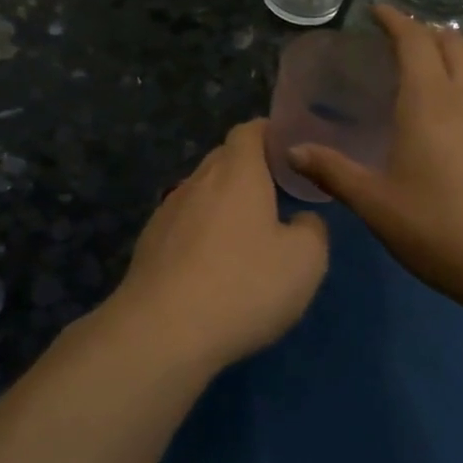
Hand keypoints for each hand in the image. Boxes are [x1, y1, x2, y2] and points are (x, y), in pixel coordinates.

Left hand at [110, 120, 328, 372]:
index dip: (269, 133)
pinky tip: (212, 263)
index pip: (249, 131)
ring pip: (202, 191)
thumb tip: (302, 220)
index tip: (288, 148)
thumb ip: (313, 230)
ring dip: (223, 201)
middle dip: (249, 167)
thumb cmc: (244, 285)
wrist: (162, 331)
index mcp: (237, 172)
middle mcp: (198, 181)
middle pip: (224, 158)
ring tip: (246, 230)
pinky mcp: (149, 243)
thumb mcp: (305, 262)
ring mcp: (168, 211)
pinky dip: (201, 230)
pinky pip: (183, 222)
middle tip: (276, 190)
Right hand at [289, 6, 462, 315]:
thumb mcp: (374, 203)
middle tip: (394, 39)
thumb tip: (293, 151)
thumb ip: (333, 171)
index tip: (375, 10)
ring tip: (413, 73)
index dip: (395, 20)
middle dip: (424, 30)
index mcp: (428, 102)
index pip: (414, 41)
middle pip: (451, 43)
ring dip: (443, 56)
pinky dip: (456, 84)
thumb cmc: (438, 226)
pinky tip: (439, 118)